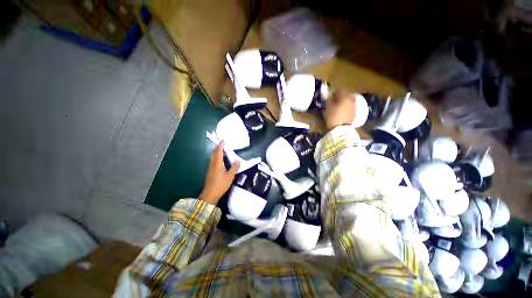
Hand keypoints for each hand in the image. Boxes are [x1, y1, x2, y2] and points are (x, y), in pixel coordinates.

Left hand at [199, 141, 239, 204]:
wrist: (210, 194)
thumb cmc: (220, 184)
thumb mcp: (230, 176)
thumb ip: (234, 167)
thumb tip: (238, 160)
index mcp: (217, 163)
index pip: (219, 151)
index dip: (221, 145)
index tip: (223, 140)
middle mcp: (213, 164)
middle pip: (215, 153)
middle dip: (219, 147)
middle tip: (224, 144)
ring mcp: (210, 168)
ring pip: (213, 157)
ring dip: (217, 152)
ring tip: (223, 151)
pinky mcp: (210, 171)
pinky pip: (213, 161)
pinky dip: (217, 157)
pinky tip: (221, 160)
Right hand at [323, 91, 355, 129]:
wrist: (341, 129)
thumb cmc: (333, 116)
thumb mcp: (328, 107)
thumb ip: (329, 100)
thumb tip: (330, 97)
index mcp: (345, 96)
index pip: (340, 90)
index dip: (334, 92)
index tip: (330, 95)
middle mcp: (352, 99)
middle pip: (346, 94)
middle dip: (340, 96)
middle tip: (334, 100)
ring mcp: (354, 106)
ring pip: (348, 100)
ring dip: (343, 101)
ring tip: (337, 106)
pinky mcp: (354, 112)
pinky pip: (349, 106)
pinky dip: (345, 107)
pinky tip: (341, 111)